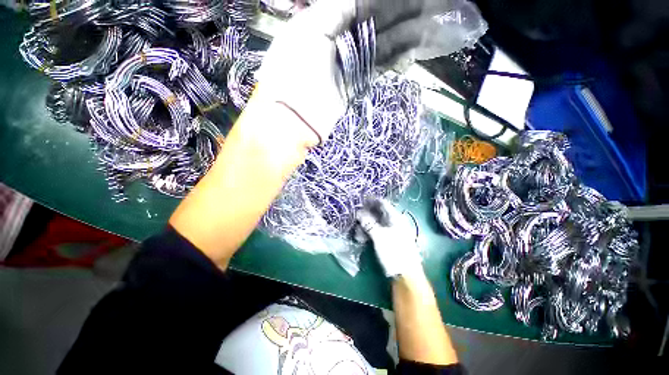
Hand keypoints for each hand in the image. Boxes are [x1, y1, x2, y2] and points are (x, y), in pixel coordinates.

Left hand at [254, 0, 463, 145]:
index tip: (405, 1)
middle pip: (372, 23)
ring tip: (427, 27)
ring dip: (401, 36)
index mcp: (322, 22)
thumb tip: (359, 2)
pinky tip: (412, 50)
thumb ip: (334, 10)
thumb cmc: (293, 70)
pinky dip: (393, 59)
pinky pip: (376, 68)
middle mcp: (336, 42)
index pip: (357, 6)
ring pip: (378, 45)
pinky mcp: (354, 86)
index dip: (380, 2)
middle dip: (396, 15)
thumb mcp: (309, 30)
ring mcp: (347, 66)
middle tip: (425, 8)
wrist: (294, 117)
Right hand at [356, 199, 422, 277]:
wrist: (406, 276)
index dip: (371, 201)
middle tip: (355, 219)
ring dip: (365, 227)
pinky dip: (369, 234)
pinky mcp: (389, 241)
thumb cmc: (394, 253)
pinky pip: (377, 233)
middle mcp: (394, 223)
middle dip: (365, 216)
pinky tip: (361, 239)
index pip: (383, 203)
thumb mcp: (379, 236)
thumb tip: (358, 212)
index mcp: (396, 218)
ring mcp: (392, 232)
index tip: (359, 201)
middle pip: (378, 214)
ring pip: (376, 224)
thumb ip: (368, 223)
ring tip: (357, 234)